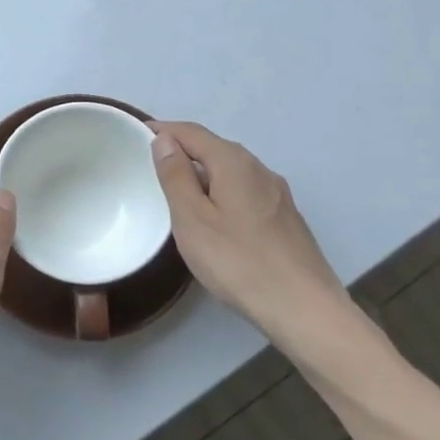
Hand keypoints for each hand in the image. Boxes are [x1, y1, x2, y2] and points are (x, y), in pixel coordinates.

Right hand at [149, 121, 353, 342]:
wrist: (304, 308)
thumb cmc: (238, 262)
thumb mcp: (192, 219)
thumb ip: (176, 176)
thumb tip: (165, 140)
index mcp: (234, 162)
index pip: (191, 132)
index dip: (163, 130)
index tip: (135, 135)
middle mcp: (259, 168)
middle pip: (213, 148)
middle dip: (182, 150)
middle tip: (151, 166)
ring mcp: (276, 193)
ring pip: (231, 170)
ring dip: (202, 172)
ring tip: (177, 191)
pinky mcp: (285, 217)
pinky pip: (244, 190)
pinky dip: (221, 191)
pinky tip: (214, 216)